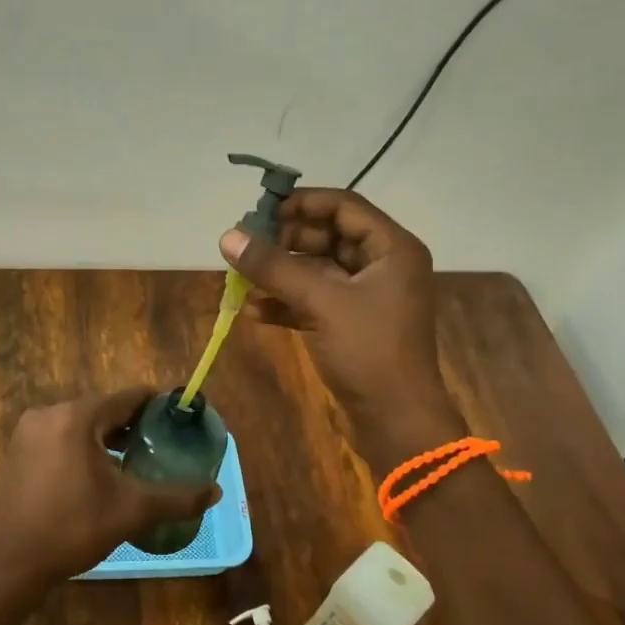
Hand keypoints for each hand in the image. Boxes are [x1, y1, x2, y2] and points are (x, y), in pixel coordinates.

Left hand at [0, 388, 220, 595]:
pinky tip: (98, 474)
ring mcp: (28, 433)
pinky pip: (59, 439)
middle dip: (132, 425)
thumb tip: (215, 492)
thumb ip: (176, 497)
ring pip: (80, 426)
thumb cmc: (73, 528)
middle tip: (161, 443)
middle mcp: (48, 414)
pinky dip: (82, 448)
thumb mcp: (131, 511)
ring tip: (135, 459)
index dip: (155, 406)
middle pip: (102, 410)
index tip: (177, 417)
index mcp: (76, 417)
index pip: (126, 398)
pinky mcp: (17, 453)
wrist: (12, 564)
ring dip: (107, 438)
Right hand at [220, 188, 462, 471]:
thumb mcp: (320, 303)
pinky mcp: (352, 325)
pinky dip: (287, 303)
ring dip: (281, 274)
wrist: (396, 421)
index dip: (301, 203)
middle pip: (328, 237)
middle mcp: (383, 266)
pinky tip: (253, 311)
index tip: (261, 211)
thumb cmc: (368, 352)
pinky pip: (316, 301)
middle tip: (245, 246)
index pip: (343, 206)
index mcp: (392, 249)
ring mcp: (368, 297)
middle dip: (285, 242)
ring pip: (318, 271)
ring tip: (241, 278)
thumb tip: (228, 237)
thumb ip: (274, 268)